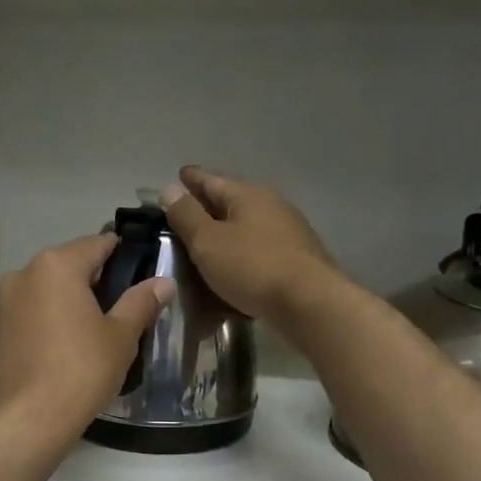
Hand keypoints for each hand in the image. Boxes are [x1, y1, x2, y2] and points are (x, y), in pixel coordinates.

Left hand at [0, 234, 173, 442]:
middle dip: (96, 282)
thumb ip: (141, 302)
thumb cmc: (79, 372)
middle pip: (69, 265)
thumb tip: (163, 281)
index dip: (125, 256)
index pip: (99, 244)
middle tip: (122, 311)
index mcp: (56, 265)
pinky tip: (63, 350)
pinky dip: (47, 322)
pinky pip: (29, 314)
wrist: (23, 420)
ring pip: (46, 291)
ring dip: (69, 302)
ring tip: (93, 333)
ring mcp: (2, 302)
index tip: (143, 275)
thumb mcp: (121, 337)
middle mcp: (23, 274)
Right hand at [161, 167, 338, 323]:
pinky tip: (227, 275)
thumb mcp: (208, 241)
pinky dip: (237, 261)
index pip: (212, 180)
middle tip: (182, 216)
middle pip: (230, 204)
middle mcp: (271, 208)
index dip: (192, 179)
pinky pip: (255, 257)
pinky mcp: (293, 263)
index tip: (178, 175)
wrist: (309, 304)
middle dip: (206, 209)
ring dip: (223, 238)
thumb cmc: (252, 267)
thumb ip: (187, 215)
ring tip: (200, 248)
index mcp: (249, 195)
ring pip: (244, 232)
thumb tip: (171, 189)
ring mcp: (286, 235)